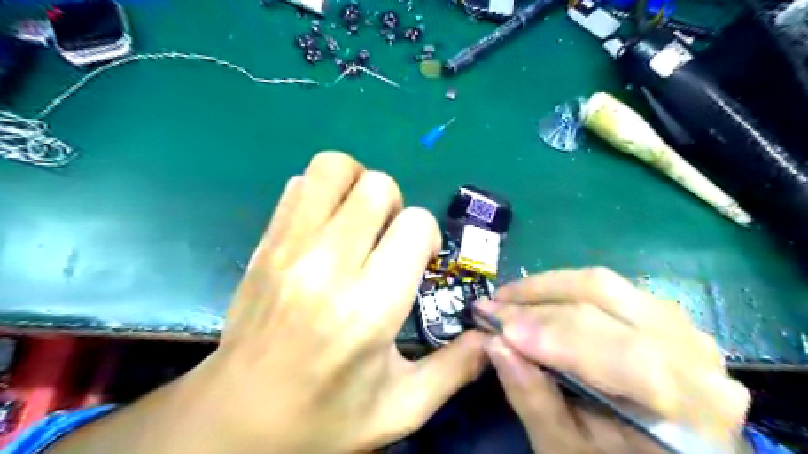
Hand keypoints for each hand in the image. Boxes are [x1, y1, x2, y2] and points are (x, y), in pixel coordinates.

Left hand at [52, 152, 489, 453]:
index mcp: (370, 307)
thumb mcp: (403, 408)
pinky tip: (326, 227)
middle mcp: (328, 266)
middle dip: (395, 207)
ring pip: (333, 167)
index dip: (426, 236)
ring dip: (357, 185)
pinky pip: (298, 184)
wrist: (235, 420)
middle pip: (377, 186)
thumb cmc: (325, 419)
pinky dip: (322, 192)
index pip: (414, 225)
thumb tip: (491, 334)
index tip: (417, 261)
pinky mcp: (264, 243)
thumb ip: (457, 368)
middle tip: (386, 241)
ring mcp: (289, 248)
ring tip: (358, 222)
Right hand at [479, 267, 750, 452]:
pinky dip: (564, 289)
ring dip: (547, 288)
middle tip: (493, 305)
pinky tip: (539, 300)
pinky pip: (607, 287)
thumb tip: (495, 345)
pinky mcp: (661, 314)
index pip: (617, 352)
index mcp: (689, 405)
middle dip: (537, 301)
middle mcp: (694, 353)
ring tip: (509, 299)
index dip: (550, 334)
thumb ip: (533, 398)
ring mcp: (680, 326)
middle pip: (606, 301)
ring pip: (604, 285)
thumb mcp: (566, 449)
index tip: (494, 326)